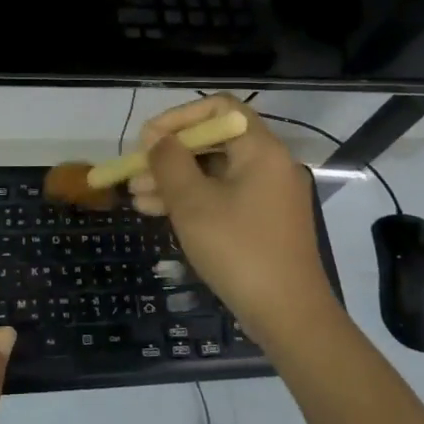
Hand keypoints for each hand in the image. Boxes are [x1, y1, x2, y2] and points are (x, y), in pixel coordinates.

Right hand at [128, 95, 336, 340]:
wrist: (288, 315)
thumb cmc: (238, 250)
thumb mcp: (193, 203)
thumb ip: (170, 163)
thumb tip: (157, 138)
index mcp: (261, 149)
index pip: (219, 108)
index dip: (179, 117)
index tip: (148, 138)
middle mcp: (270, 164)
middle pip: (214, 141)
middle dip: (170, 154)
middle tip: (135, 171)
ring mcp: (269, 195)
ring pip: (215, 173)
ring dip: (174, 180)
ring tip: (136, 197)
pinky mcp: (264, 221)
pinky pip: (224, 197)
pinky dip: (193, 200)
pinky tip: (158, 213)